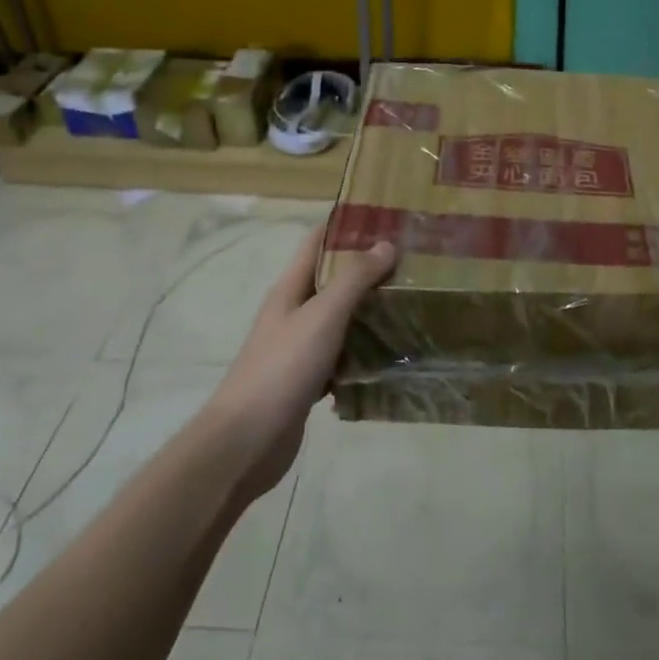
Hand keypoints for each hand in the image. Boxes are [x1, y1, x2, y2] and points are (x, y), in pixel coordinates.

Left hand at [208, 225, 396, 500]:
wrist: (246, 442)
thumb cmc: (282, 368)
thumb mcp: (322, 316)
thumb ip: (353, 280)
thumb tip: (385, 244)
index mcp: (289, 289)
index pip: (317, 242)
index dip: (347, 226)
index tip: (387, 217)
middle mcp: (292, 312)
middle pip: (331, 279)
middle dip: (367, 268)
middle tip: (412, 261)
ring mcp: (298, 348)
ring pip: (339, 318)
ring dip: (369, 310)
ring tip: (410, 301)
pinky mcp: (307, 380)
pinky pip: (341, 355)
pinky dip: (363, 350)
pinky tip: (391, 353)